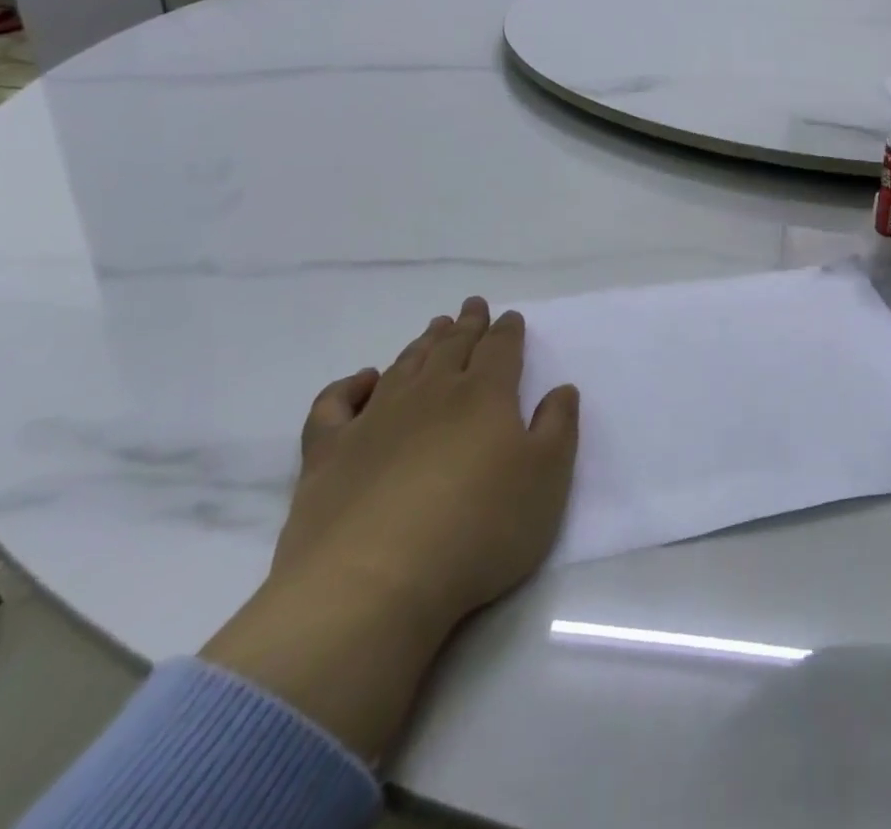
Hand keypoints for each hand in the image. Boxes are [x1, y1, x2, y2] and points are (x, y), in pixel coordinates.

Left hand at [275, 297, 580, 638]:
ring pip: (404, 366)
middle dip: (467, 325)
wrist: (373, 584)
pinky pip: (335, 404)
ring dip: (422, 344)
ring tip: (434, 329)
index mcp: (484, 395)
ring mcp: (375, 419)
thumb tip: (561, 389)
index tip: (510, 316)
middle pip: (453, 347)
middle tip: (472, 306)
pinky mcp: (328, 452)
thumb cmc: (478, 530)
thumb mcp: (547, 480)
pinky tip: (362, 380)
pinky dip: (348, 385)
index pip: (500, 348)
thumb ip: (558, 428)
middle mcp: (431, 393)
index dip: (508, 330)